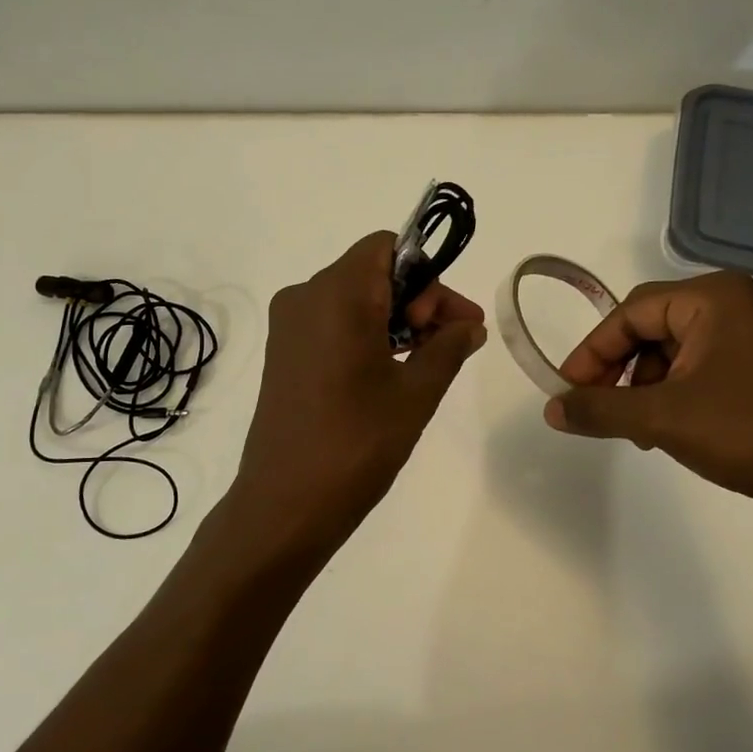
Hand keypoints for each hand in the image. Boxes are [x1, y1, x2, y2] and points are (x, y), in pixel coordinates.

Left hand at [230, 232, 487, 551]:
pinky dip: (367, 334)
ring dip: (395, 319)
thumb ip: (449, 348)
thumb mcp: (416, 393)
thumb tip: (470, 326)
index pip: (387, 247)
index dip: (426, 275)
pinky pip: (332, 324)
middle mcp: (304, 297)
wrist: (285, 504)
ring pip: (353, 299)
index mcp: (336, 294)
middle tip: (453, 343)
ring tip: (429, 362)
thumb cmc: (356, 443)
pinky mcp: (282, 354)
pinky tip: (391, 372)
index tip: (447, 321)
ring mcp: (288, 327)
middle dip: (418, 299)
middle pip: (372, 272)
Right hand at [545, 272, 752, 527]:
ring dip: (643, 384)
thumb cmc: (743, 432)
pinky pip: (698, 362)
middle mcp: (734, 301)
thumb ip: (599, 409)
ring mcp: (752, 330)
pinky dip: (672, 390)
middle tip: (596, 406)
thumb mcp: (661, 419)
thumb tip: (552, 410)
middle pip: (650, 327)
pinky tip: (665, 425)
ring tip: (636, 426)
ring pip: (671, 348)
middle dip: (619, 369)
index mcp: (714, 297)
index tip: (567, 389)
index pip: (631, 313)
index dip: (592, 352)